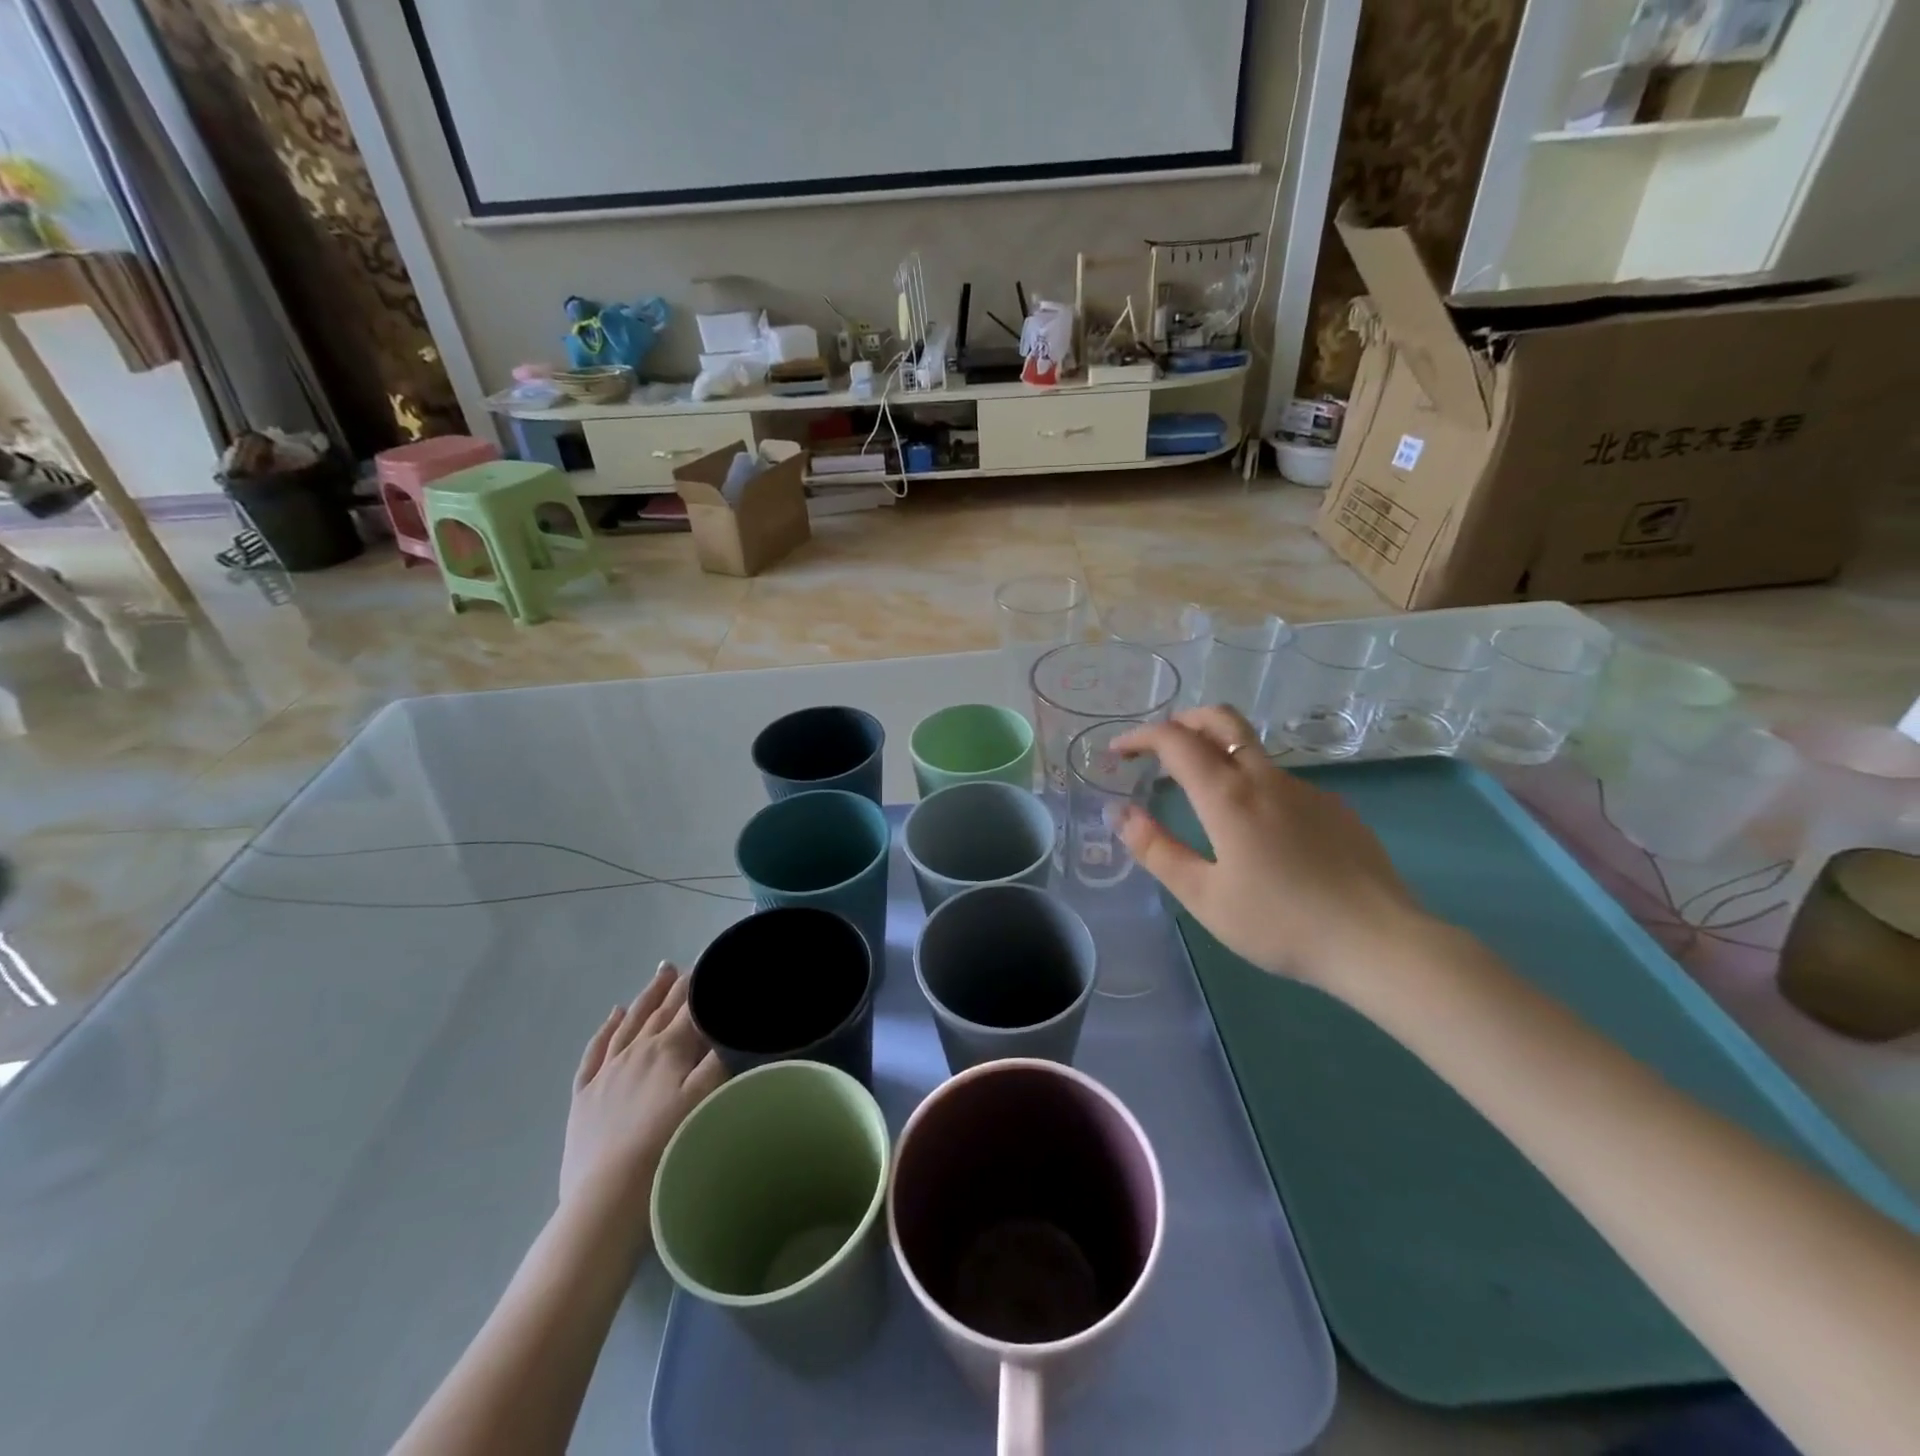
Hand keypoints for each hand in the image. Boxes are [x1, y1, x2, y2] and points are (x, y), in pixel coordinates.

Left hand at [560, 963, 724, 1216]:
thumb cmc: (666, 1147)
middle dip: (675, 987)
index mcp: (667, 1050)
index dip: (700, 988)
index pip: (688, 1010)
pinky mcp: (584, 1097)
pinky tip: (612, 1015)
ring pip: (627, 1023)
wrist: (608, 1198)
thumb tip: (729, 1026)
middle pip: (659, 1012)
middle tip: (686, 965)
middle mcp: (635, 1051)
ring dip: (644, 998)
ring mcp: (606, 1073)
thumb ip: (719, 1059)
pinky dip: (605, 1029)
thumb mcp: (705, 1099)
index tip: (711, 967)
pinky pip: (595, 1052)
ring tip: (658, 975)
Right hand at [1111, 706, 1426, 990]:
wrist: (1379, 942)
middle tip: (1158, 746)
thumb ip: (1157, 850)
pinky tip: (1259, 835)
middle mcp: (1267, 778)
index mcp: (1228, 795)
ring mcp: (1307, 790)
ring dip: (1217, 755)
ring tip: (1200, 797)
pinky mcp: (1335, 808)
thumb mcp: (1204, 896)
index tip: (1118, 752)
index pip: (1175, 740)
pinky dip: (1252, 786)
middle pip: (1221, 720)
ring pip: (1253, 752)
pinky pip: (1282, 783)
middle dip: (1183, 721)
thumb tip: (1121, 813)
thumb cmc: (1280, 923)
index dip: (1140, 737)